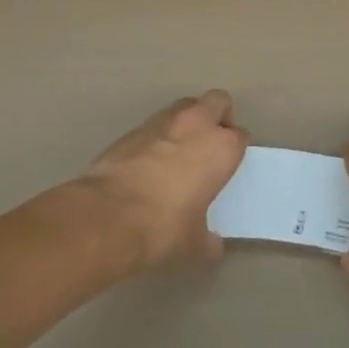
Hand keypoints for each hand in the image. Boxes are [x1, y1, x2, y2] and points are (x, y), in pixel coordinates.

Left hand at [81, 90, 247, 267]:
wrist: (108, 216)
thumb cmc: (163, 228)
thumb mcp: (194, 243)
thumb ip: (208, 239)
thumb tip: (213, 246)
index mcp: (222, 148)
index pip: (240, 136)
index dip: (235, 149)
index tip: (227, 165)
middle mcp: (197, 124)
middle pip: (217, 101)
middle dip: (217, 116)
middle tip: (210, 143)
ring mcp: (164, 121)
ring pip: (185, 107)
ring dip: (187, 122)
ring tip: (178, 151)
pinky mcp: (134, 128)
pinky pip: (155, 125)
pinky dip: (157, 137)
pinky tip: (149, 163)